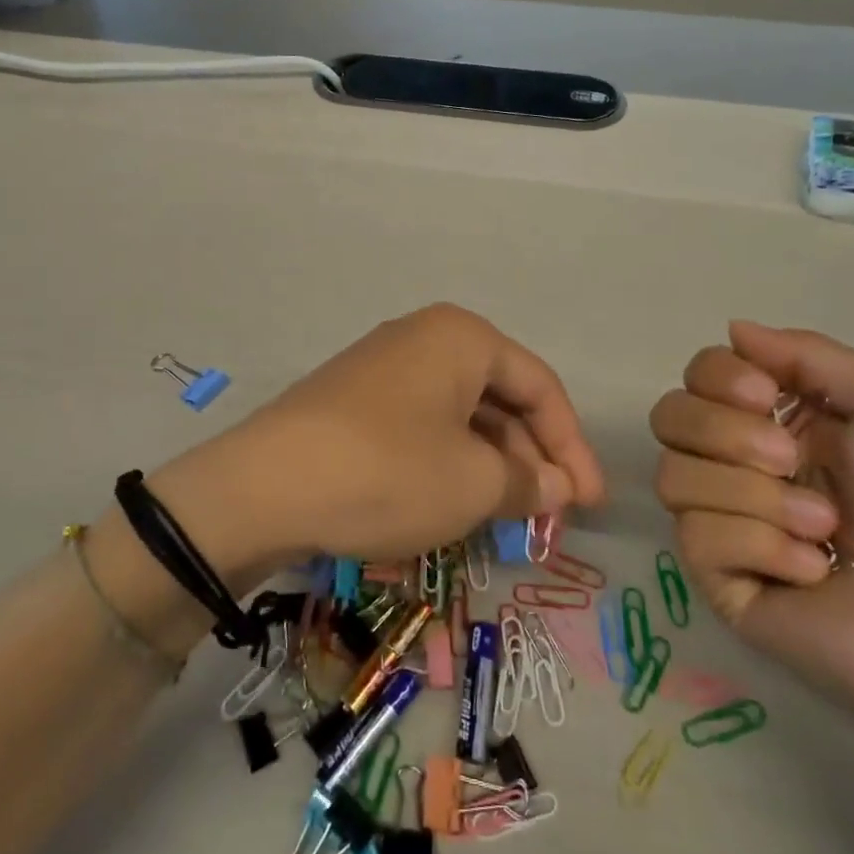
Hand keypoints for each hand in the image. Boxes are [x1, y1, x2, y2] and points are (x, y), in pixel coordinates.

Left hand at [158, 303, 605, 575]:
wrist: (264, 486)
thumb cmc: (388, 472)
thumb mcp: (473, 484)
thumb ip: (528, 483)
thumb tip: (556, 487)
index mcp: (461, 337)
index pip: (540, 386)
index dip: (573, 446)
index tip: (590, 503)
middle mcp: (423, 338)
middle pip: (499, 396)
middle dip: (530, 457)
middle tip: (549, 515)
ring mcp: (382, 366)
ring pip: (460, 414)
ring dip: (490, 463)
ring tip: (505, 516)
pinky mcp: (353, 400)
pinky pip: (421, 424)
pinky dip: (448, 460)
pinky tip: (453, 501)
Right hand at [650, 322, 853, 738]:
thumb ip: (807, 353)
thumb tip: (733, 330)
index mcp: (785, 421)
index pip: (699, 377)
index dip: (716, 377)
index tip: (764, 394)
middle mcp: (747, 466)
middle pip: (670, 418)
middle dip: (722, 431)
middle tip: (789, 459)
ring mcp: (733, 527)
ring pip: (674, 476)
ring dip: (752, 494)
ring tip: (825, 528)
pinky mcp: (726, 585)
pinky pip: (697, 539)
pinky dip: (759, 545)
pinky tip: (815, 571)